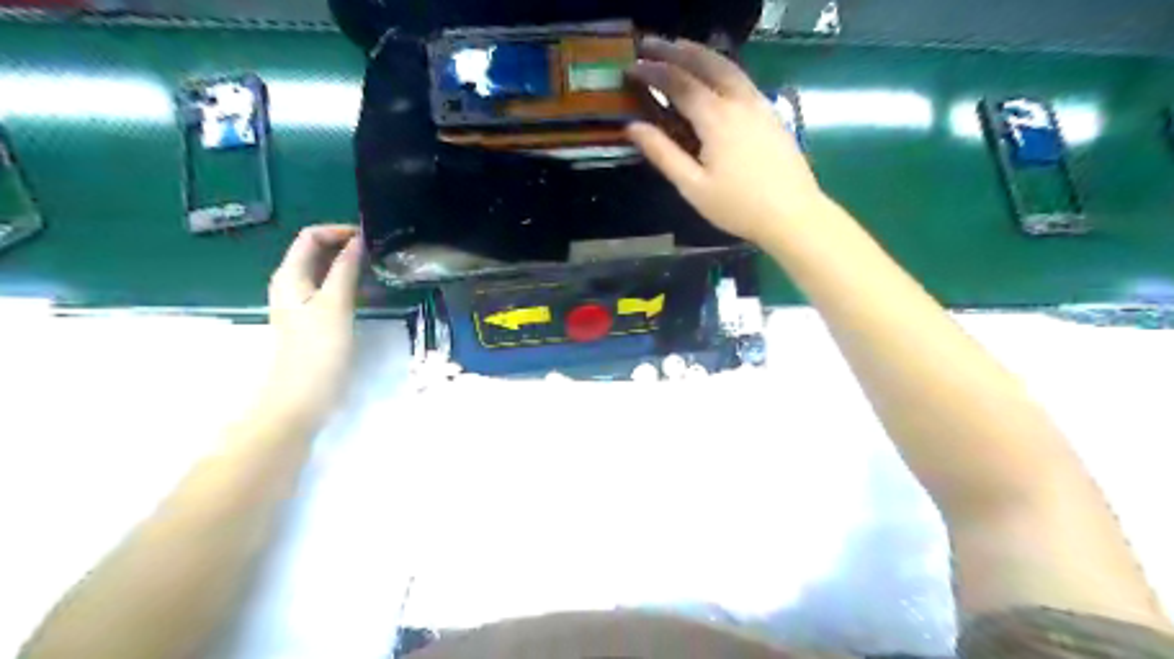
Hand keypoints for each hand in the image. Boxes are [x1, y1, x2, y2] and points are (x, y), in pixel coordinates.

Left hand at [265, 224, 361, 422]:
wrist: (302, 396)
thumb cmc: (318, 348)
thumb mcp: (335, 304)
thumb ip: (345, 269)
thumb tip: (359, 240)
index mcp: (290, 275)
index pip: (310, 236)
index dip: (339, 230)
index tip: (371, 236)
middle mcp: (293, 283)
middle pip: (317, 251)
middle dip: (346, 245)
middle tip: (381, 250)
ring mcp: (303, 302)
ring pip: (327, 271)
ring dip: (350, 264)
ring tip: (380, 266)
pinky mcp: (315, 318)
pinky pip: (332, 289)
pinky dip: (350, 282)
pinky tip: (370, 289)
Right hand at [628, 36, 827, 241]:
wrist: (792, 214)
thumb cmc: (738, 206)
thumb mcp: (693, 186)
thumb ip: (663, 154)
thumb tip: (633, 127)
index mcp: (716, 118)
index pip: (679, 83)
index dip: (653, 72)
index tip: (631, 68)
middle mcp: (738, 101)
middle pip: (705, 63)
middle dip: (675, 50)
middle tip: (650, 44)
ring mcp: (759, 103)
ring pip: (728, 65)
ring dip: (700, 52)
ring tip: (679, 48)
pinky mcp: (771, 112)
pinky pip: (742, 77)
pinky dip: (721, 66)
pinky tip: (714, 73)